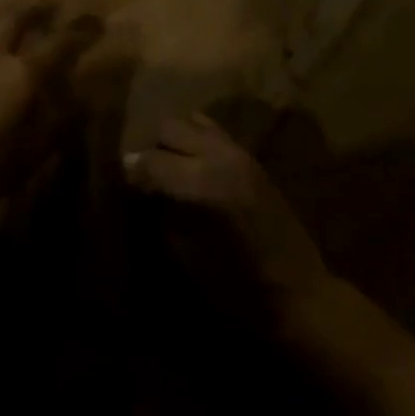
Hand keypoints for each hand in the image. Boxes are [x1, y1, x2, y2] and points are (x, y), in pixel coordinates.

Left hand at [0, 2, 101, 212]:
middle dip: (40, 9)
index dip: (81, 31)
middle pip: (17, 17)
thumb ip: (60, 122)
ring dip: (1, 15)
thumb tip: (83, 101)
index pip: (60, 42)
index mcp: (24, 72)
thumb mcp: (34, 151)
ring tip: (10, 18)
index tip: (97, 23)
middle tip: (54, 8)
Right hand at [124, 112, 331, 327]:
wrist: (298, 293)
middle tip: (142, 181)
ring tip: (165, 171)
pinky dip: (194, 140)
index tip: (116, 187)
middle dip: (150, 151)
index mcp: (205, 183)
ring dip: (172, 142)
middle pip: (168, 129)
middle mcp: (222, 156)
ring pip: (189, 122)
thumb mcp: (186, 258)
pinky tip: (190, 167)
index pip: (149, 160)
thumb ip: (159, 215)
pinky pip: (212, 131)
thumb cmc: (238, 289)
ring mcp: (239, 152)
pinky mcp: (251, 157)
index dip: (128, 173)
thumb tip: (139, 191)